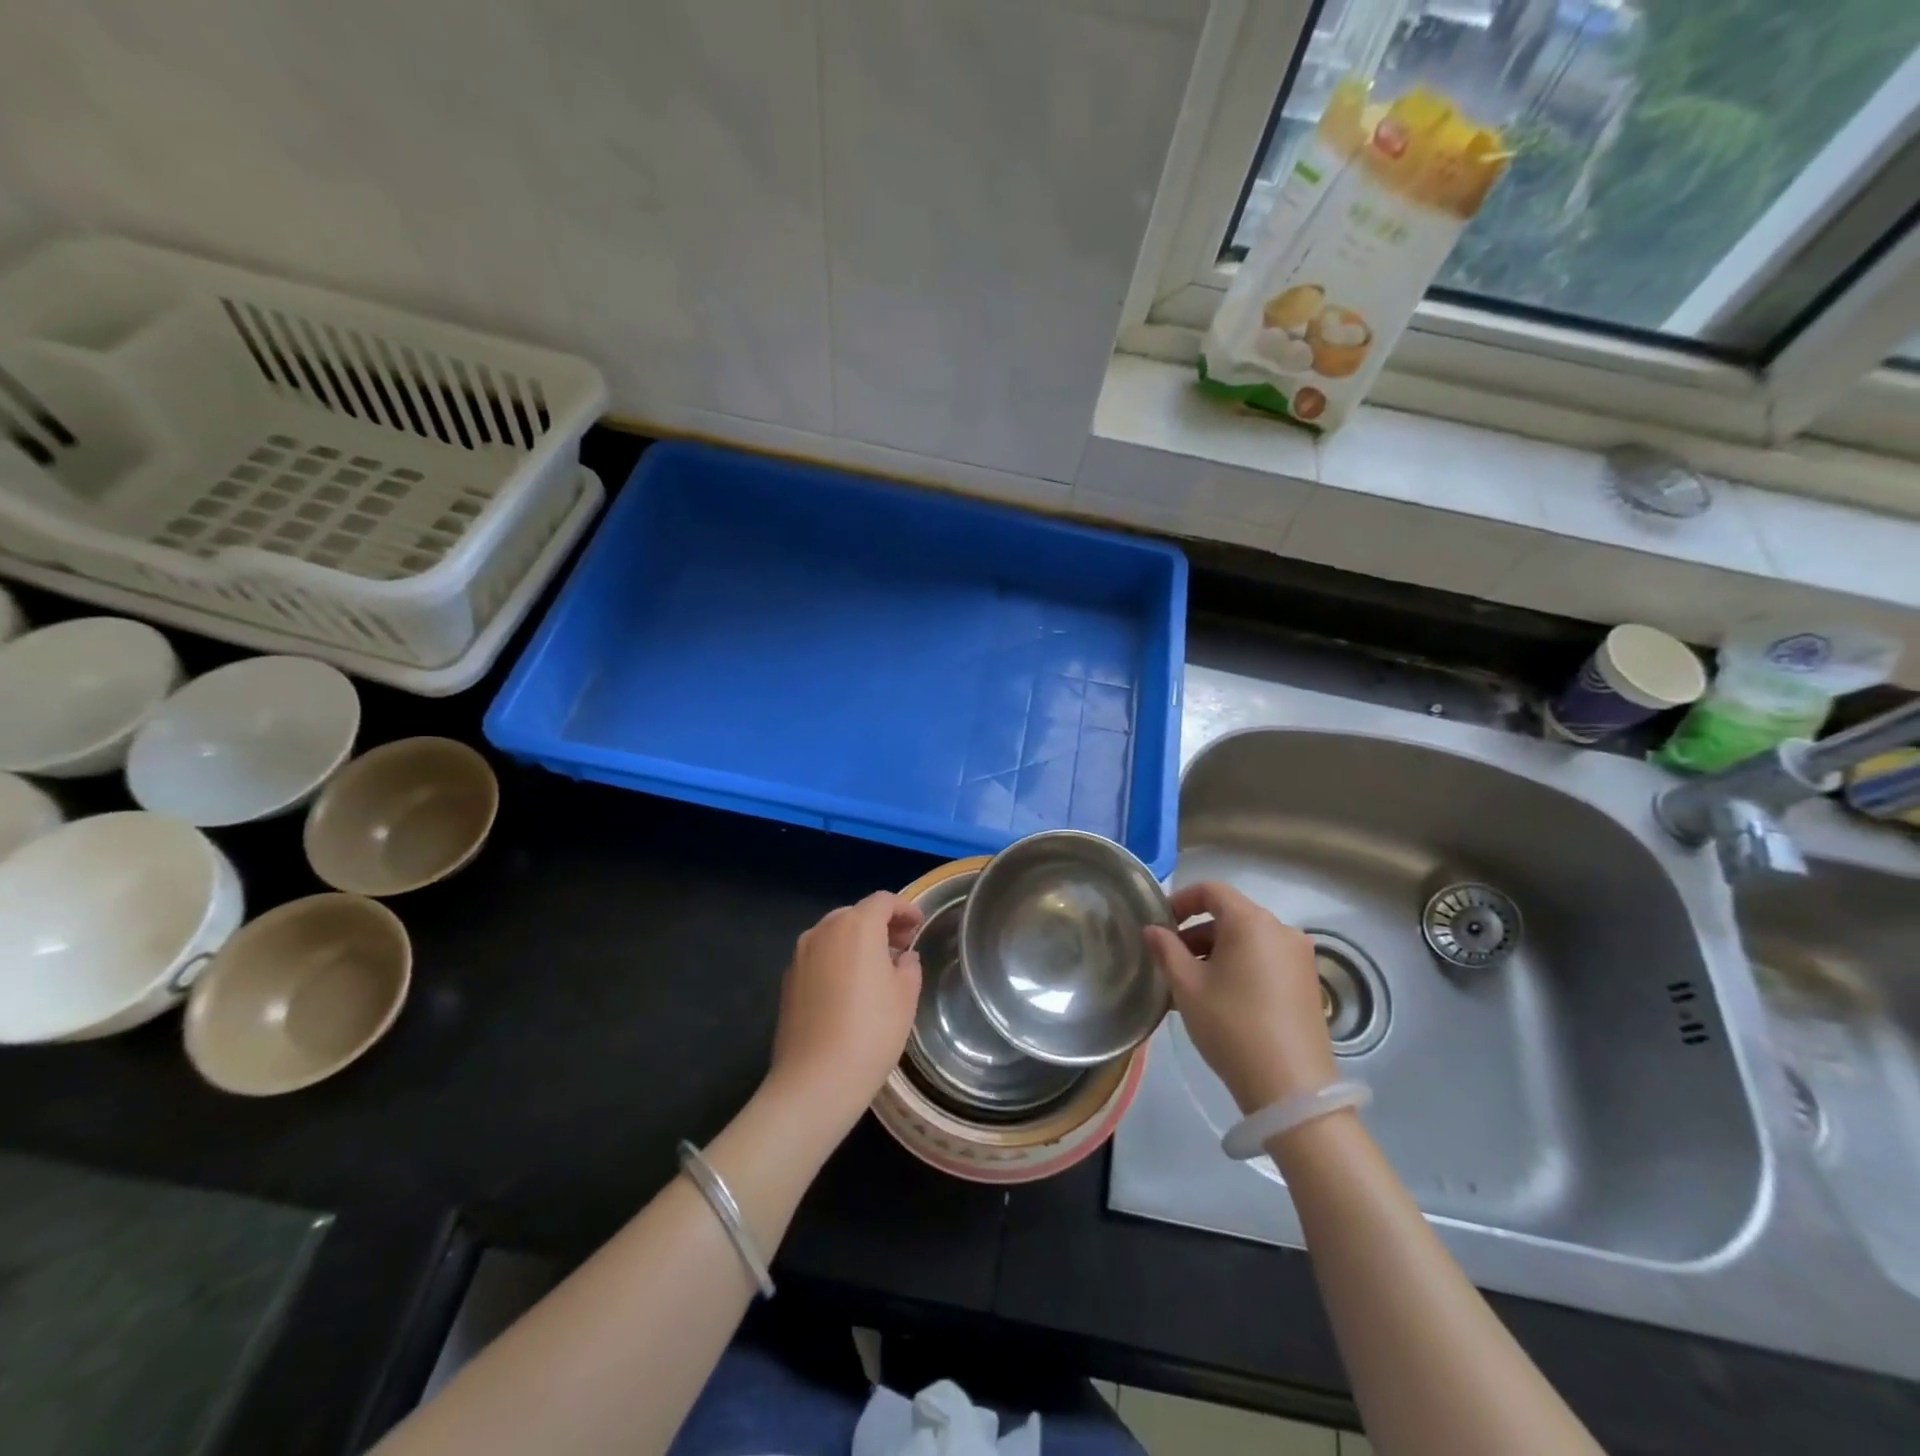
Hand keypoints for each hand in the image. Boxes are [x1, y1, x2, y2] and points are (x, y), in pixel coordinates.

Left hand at [768, 892, 923, 1134]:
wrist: (815, 1080)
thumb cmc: (871, 1032)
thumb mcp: (906, 996)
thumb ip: (908, 966)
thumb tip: (901, 958)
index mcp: (856, 926)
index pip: (883, 901)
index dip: (905, 909)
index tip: (919, 925)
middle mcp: (824, 930)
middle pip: (856, 914)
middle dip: (880, 924)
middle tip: (902, 946)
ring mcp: (800, 954)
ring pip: (834, 934)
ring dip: (857, 942)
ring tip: (877, 968)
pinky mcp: (788, 979)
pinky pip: (819, 956)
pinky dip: (837, 960)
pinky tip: (850, 988)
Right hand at [1144, 881, 1334, 1113]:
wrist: (1291, 1088)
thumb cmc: (1231, 1025)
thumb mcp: (1187, 987)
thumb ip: (1166, 950)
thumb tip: (1152, 930)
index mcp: (1251, 921)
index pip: (1212, 891)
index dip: (1181, 901)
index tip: (1160, 925)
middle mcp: (1281, 930)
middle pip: (1231, 915)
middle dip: (1196, 932)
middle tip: (1170, 961)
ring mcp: (1300, 958)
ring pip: (1248, 940)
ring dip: (1216, 952)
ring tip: (1192, 985)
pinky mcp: (1308, 984)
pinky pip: (1266, 960)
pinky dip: (1240, 967)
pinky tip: (1222, 999)